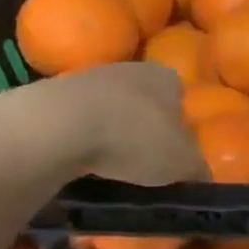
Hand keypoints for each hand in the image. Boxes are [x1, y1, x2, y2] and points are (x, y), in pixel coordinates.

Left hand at [0, 63, 206, 185]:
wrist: (54, 128)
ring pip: (106, 111)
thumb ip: (198, 170)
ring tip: (106, 170)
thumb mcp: (183, 164)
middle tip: (142, 163)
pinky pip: (72, 122)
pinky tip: (74, 165)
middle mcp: (130, 68)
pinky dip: (75, 141)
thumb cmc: (134, 138)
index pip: (180, 99)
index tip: (172, 153)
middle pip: (143, 103)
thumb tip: (202, 179)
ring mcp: (85, 78)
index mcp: (167, 77)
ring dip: (107, 135)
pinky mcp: (47, 95)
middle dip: (143, 130)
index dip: (180, 127)